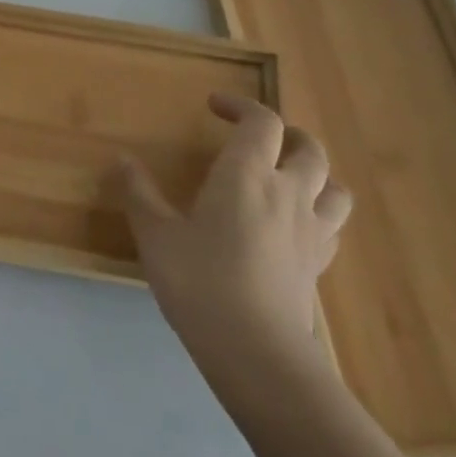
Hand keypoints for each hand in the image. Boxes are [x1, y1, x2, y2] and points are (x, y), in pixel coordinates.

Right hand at [113, 93, 351, 387]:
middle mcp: (288, 193)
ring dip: (315, 174)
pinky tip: (294, 227)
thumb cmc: (199, 281)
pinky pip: (331, 227)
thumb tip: (122, 160)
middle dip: (287, 134)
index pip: (261, 122)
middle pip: (309, 149)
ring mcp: (311, 232)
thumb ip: (138, 193)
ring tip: (290, 177)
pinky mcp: (319, 267)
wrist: (256, 351)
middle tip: (259, 136)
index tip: (214, 105)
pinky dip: (317, 214)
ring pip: (333, 188)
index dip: (241, 106)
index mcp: (247, 175)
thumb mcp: (155, 234)